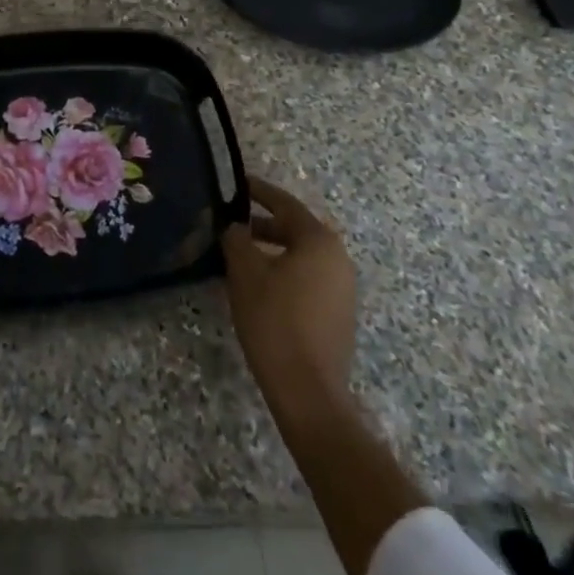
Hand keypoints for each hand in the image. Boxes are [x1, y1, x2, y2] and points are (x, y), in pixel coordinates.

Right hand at [222, 177, 358, 436]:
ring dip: (272, 251)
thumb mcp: (245, 272)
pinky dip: (284, 272)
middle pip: (295, 229)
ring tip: (239, 256)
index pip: (284, 203)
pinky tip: (259, 286)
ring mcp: (343, 288)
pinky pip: (308, 278)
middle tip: (230, 224)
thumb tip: (235, 226)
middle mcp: (338, 258)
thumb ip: (236, 238)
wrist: (308, 391)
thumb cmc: (274, 320)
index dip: (257, 191)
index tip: (236, 183)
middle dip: (261, 224)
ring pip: (301, 256)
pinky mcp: (339, 313)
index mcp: (318, 240)